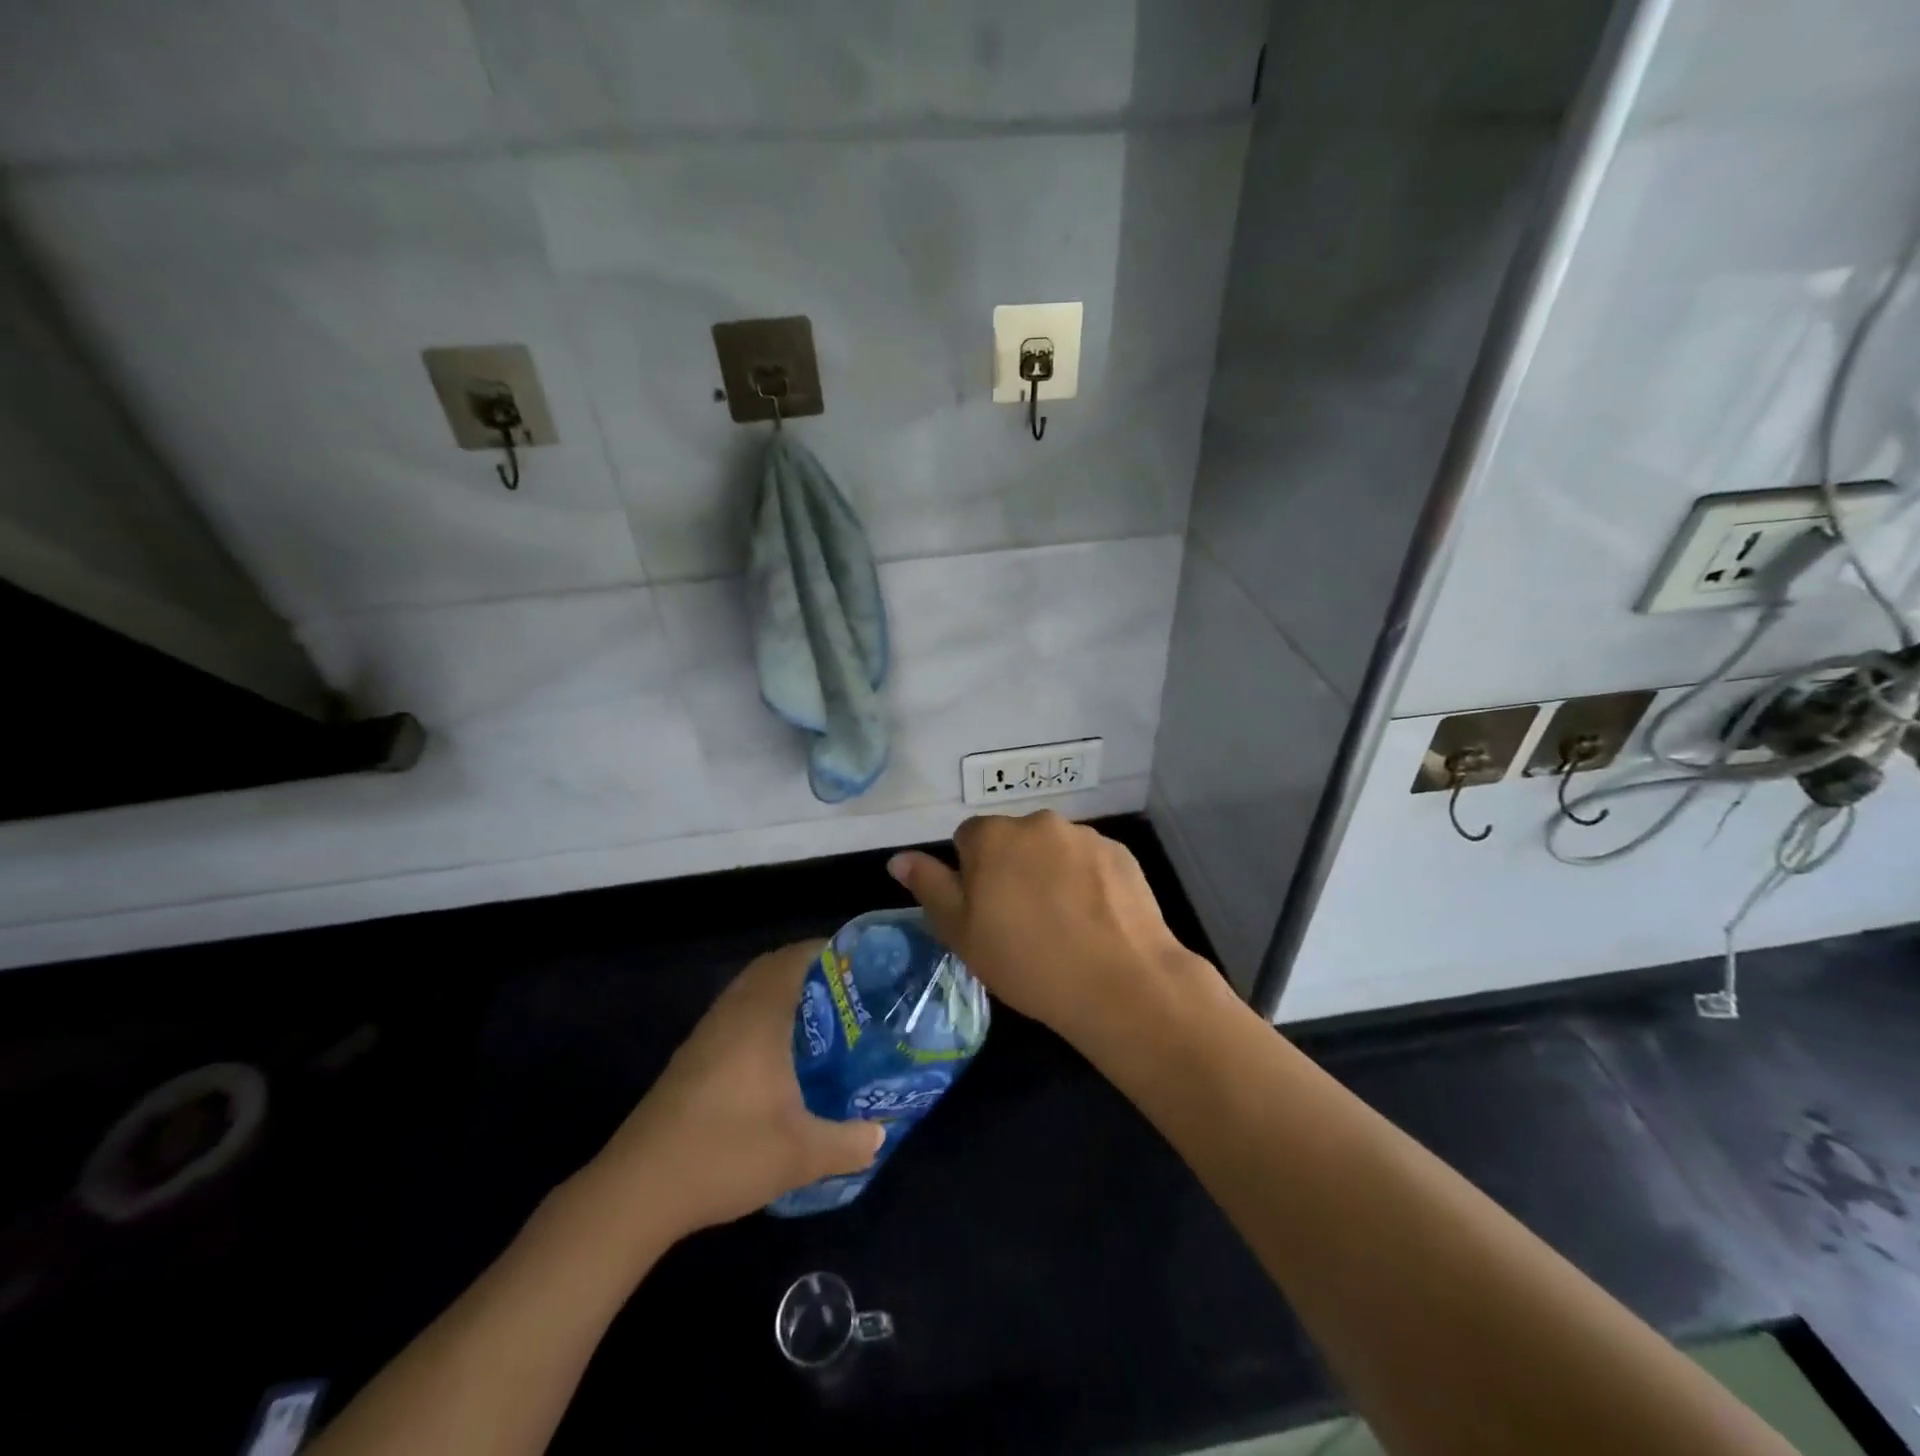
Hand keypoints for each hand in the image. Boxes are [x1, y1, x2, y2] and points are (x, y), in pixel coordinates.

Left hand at [591, 942, 882, 1238]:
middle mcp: (732, 1012)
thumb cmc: (725, 1153)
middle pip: (771, 968)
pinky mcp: (690, 1058)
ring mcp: (706, 1034)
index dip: (828, 952)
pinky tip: (777, 1057)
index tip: (861, 966)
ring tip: (820, 1020)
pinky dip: (760, 1016)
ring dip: (782, 993)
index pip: (795, 958)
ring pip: (749, 992)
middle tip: (847, 992)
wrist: (638, 1190)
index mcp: (760, 1016)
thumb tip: (879, 1135)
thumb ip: (848, 1143)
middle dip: (809, 971)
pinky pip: (734, 1015)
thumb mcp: (800, 1155)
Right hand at [887, 811, 1217, 1051]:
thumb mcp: (961, 932)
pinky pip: (1090, 862)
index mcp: (993, 836)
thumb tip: (898, 859)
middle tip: (1023, 921)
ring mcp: (1084, 836)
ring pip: (1054, 850)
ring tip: (1065, 925)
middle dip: (1012, 868)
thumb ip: (930, 887)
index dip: (972, 874)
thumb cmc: (1026, 960)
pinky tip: (1095, 921)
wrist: (1119, 982)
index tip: (986, 912)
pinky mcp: (1121, 853)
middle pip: (1014, 840)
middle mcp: (1038, 823)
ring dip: (1051, 873)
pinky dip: (1087, 882)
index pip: (968, 838)